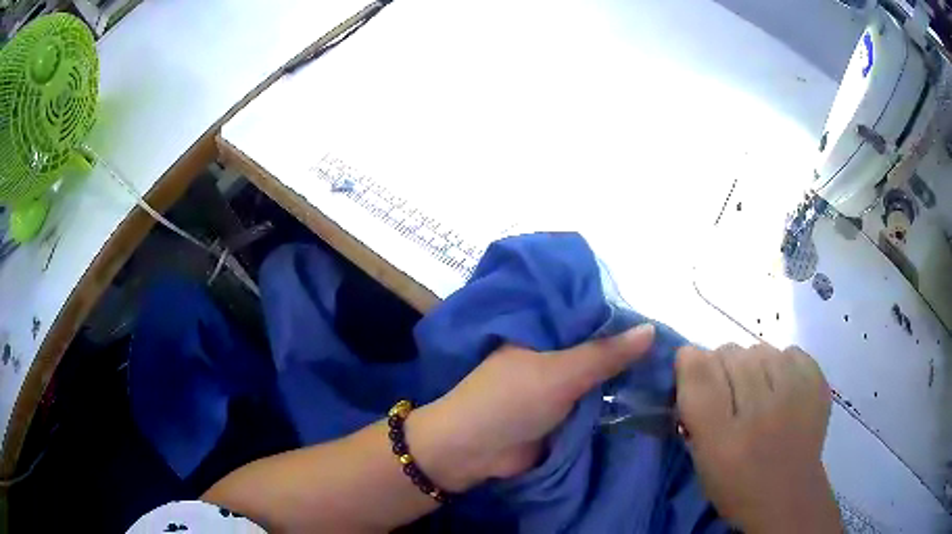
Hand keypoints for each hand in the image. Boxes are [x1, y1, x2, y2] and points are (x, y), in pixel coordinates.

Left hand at [408, 324, 655, 491]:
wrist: (474, 453)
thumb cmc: (510, 401)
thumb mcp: (560, 373)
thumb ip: (604, 354)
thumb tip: (651, 329)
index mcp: (543, 333)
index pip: (590, 317)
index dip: (623, 318)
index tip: (662, 319)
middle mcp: (553, 356)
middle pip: (598, 350)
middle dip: (630, 352)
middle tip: (676, 349)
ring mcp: (558, 388)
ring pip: (600, 378)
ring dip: (626, 378)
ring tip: (672, 370)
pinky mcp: (563, 416)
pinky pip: (595, 404)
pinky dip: (616, 402)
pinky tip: (651, 396)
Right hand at [675, 343, 839, 532]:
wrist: (789, 495)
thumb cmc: (737, 483)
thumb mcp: (702, 457)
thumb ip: (693, 408)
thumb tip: (689, 356)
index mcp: (722, 440)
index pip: (700, 372)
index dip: (691, 365)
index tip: (693, 376)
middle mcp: (760, 413)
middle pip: (730, 353)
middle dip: (722, 367)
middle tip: (730, 396)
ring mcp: (794, 394)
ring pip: (760, 349)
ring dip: (753, 365)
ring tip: (758, 393)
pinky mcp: (817, 383)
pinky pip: (790, 352)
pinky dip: (782, 365)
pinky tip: (782, 390)